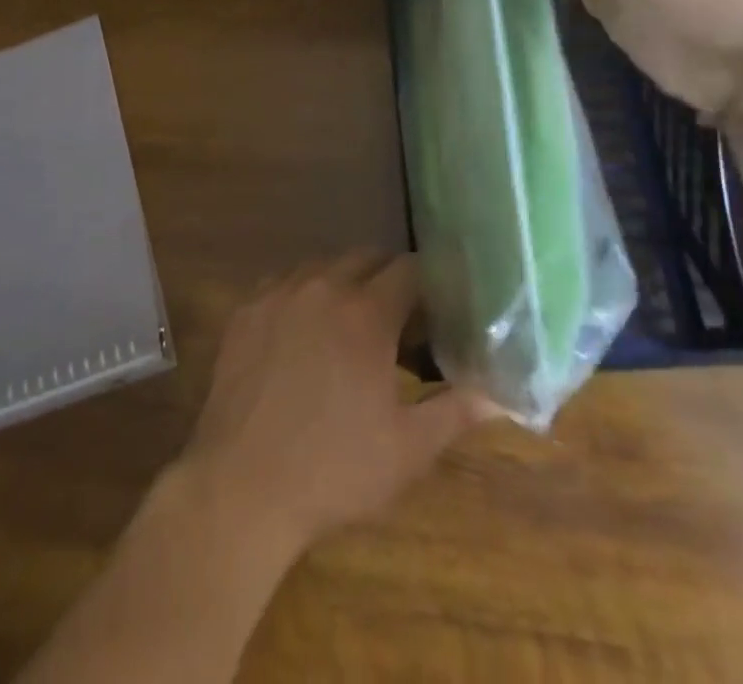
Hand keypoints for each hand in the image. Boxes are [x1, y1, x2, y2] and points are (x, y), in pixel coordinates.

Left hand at [177, 252, 493, 556]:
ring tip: (351, 322)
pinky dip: (303, 293)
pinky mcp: (245, 308)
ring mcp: (278, 293)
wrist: (242, 485)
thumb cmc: (334, 469)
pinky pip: (284, 281)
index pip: (408, 269)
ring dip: (344, 281)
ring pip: (322, 265)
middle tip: (399, 318)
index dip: (428, 283)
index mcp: (365, 312)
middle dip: (388, 277)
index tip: (437, 306)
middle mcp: (321, 286)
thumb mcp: (407, 449)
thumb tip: (499, 394)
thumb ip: (456, 411)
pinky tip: (304, 330)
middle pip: (365, 257)